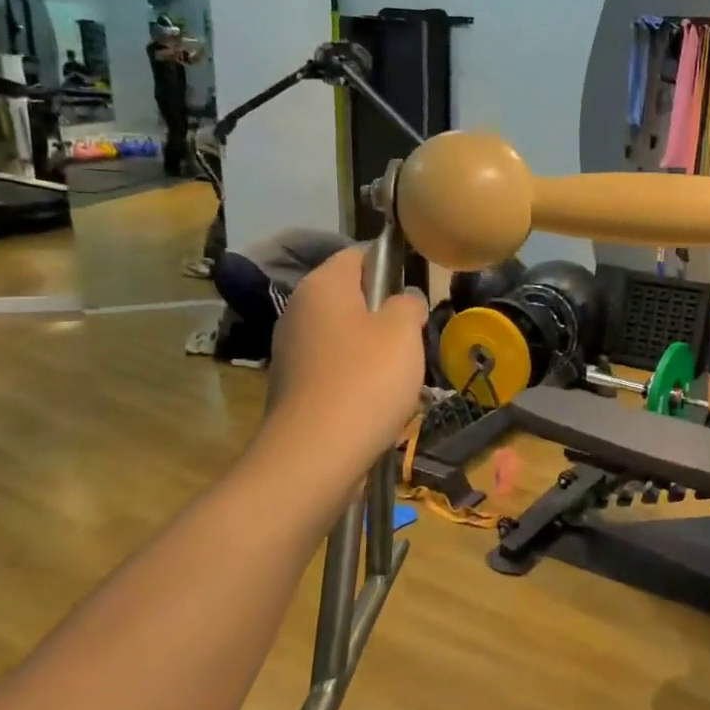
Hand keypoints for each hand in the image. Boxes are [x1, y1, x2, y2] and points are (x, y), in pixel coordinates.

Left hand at [263, 248, 427, 457]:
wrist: (316, 455)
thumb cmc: (366, 380)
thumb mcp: (403, 331)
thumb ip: (408, 304)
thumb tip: (405, 300)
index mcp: (323, 285)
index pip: (359, 254)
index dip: (392, 265)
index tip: (418, 290)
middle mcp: (299, 309)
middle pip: (350, 296)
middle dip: (384, 312)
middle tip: (414, 336)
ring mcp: (291, 349)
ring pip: (344, 334)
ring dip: (373, 348)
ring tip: (401, 374)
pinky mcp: (293, 385)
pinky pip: (333, 367)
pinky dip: (356, 376)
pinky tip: (377, 400)